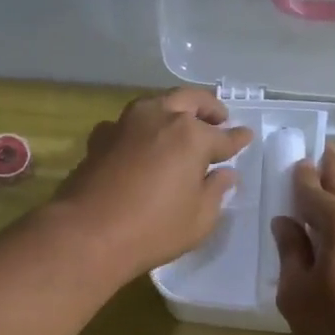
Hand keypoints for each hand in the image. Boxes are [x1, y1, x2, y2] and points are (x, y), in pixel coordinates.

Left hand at [53, 88, 252, 278]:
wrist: (88, 234)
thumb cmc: (154, 230)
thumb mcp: (199, 219)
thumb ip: (216, 191)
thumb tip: (224, 174)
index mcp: (192, 136)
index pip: (223, 136)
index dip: (237, 139)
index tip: (246, 137)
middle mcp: (160, 118)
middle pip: (191, 100)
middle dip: (209, 108)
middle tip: (219, 118)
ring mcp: (127, 123)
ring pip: (157, 104)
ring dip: (174, 110)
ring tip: (182, 126)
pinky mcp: (102, 137)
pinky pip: (129, 123)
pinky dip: (143, 128)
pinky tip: (143, 142)